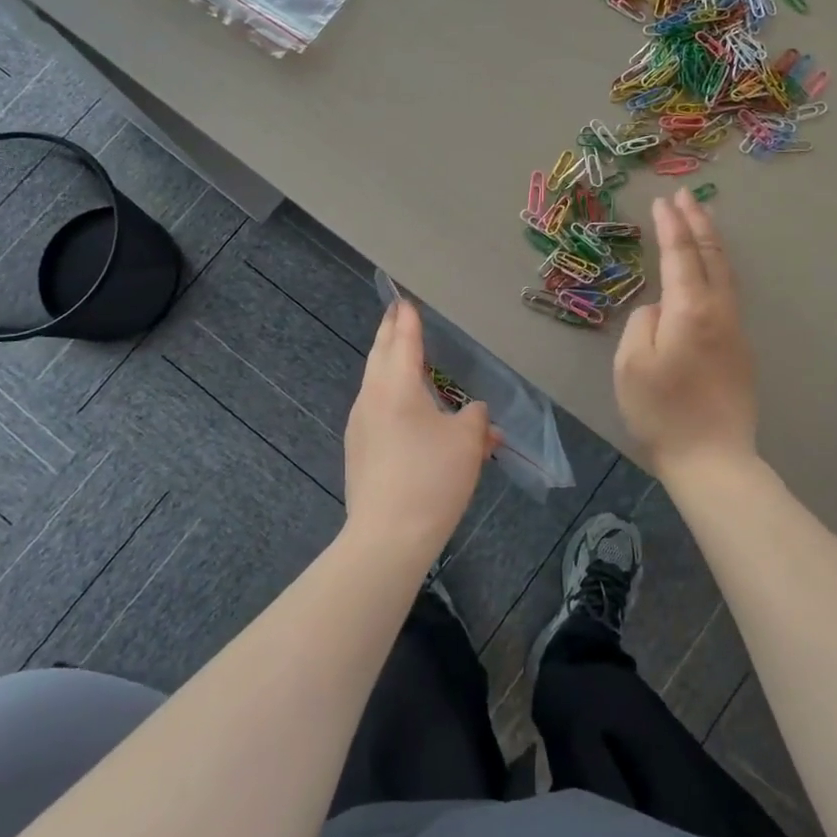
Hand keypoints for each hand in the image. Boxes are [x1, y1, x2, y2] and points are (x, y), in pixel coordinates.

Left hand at [344, 299, 500, 558]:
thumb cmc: (431, 478)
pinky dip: (395, 400)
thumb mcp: (468, 443)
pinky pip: (379, 412)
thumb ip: (476, 418)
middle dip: (391, 333)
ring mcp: (360, 426)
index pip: (403, 340)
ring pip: (377, 384)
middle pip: (381, 356)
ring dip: (392, 367)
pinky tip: (412, 415)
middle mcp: (372, 398)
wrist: (388, 537)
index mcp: (396, 386)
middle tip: (397, 313)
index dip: (407, 319)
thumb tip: (475, 412)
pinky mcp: (360, 451)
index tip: (404, 300)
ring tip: (406, 358)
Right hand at [614, 188, 758, 476]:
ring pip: (726, 274)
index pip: (680, 255)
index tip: (663, 201)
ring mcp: (735, 331)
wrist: (712, 458)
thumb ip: (642, 323)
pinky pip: (728, 294)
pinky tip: (709, 272)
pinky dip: (717, 269)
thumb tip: (659, 309)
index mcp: (690, 310)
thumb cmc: (662, 412)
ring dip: (712, 243)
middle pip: (711, 256)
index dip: (670, 226)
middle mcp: (719, 311)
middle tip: (687, 196)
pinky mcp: (740, 350)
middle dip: (698, 222)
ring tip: (701, 221)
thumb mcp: (631, 364)